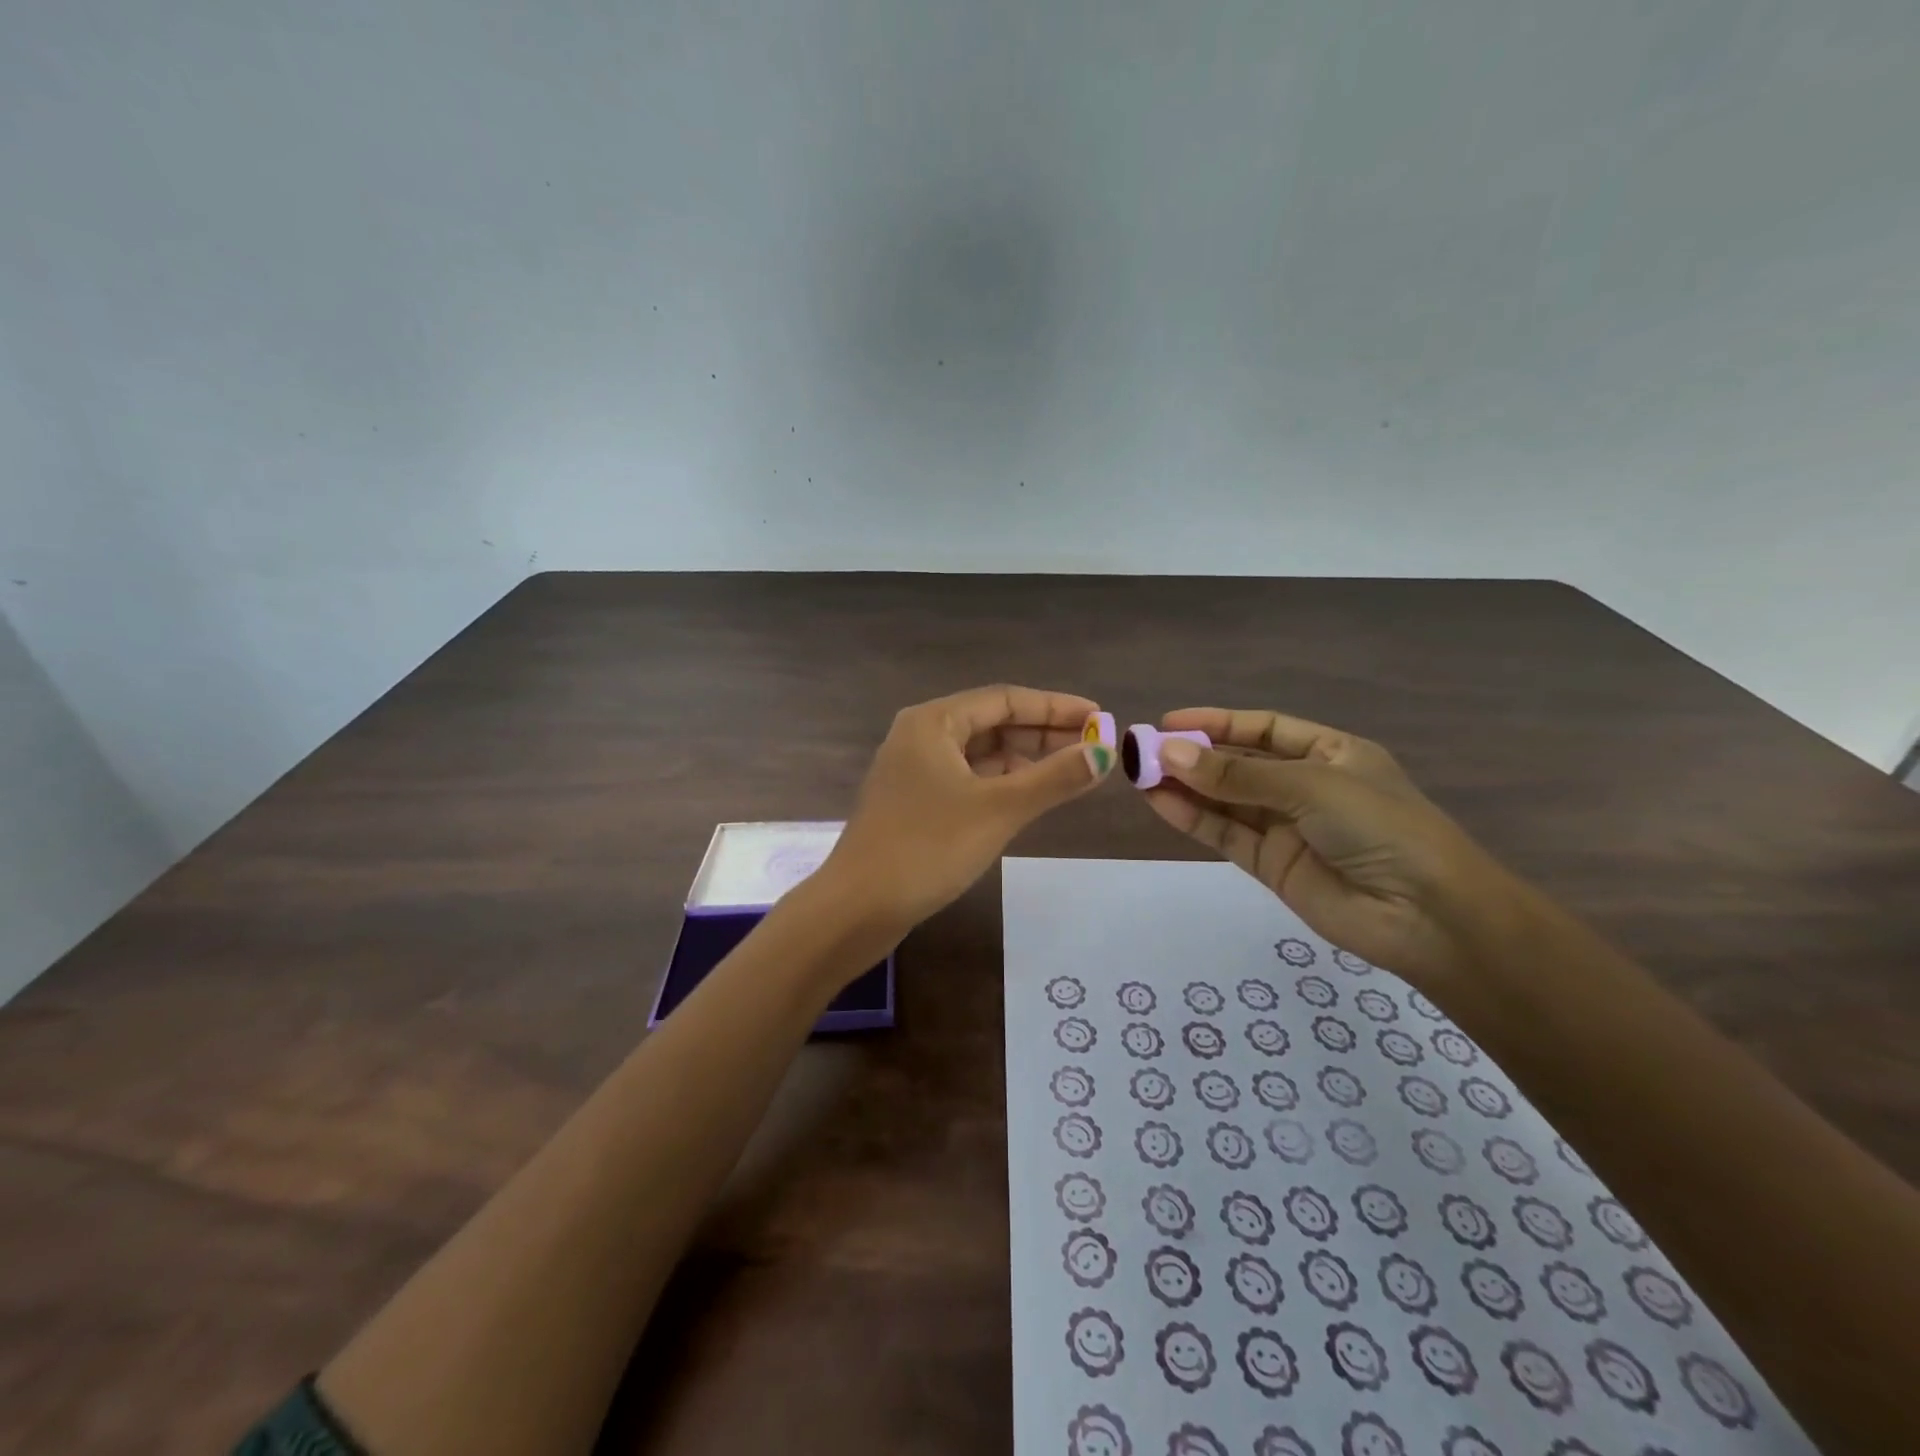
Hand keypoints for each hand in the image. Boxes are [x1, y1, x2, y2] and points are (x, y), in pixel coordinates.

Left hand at [815, 685, 1113, 941]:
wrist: (858, 907)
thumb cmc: (927, 848)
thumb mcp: (999, 809)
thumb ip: (1054, 778)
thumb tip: (1104, 753)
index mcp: (933, 722)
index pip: (1005, 699)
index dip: (1056, 706)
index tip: (1100, 717)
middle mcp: (921, 736)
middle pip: (993, 723)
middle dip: (1044, 733)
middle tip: (1094, 747)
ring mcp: (915, 770)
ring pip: (981, 753)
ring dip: (1026, 760)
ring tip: (1073, 771)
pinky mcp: (916, 802)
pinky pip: (969, 779)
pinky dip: (1002, 783)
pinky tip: (1032, 795)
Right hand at [1142, 707, 1514, 984]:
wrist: (1427, 916)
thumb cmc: (1381, 828)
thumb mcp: (1310, 786)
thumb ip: (1237, 775)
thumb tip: (1169, 752)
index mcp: (1330, 753)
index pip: (1263, 729)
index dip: (1218, 722)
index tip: (1169, 721)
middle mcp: (1305, 786)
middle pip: (1239, 764)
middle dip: (1193, 756)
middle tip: (1141, 750)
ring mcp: (1287, 827)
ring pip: (1225, 800)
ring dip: (1184, 787)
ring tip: (1138, 774)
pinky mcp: (1271, 865)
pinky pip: (1225, 834)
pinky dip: (1192, 819)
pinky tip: (1159, 802)